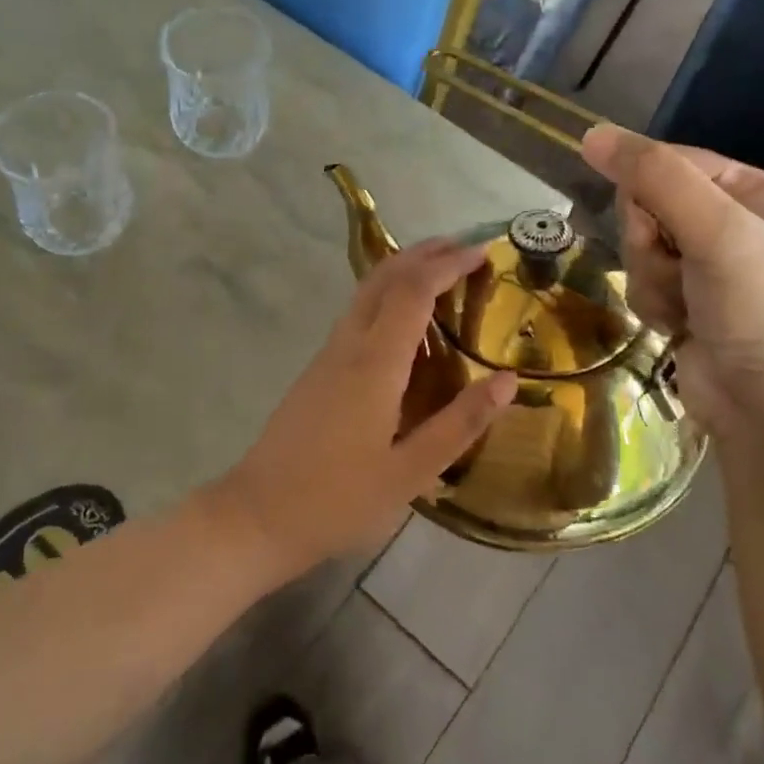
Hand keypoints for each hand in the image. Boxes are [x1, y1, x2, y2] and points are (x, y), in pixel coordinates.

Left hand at [211, 237, 516, 575]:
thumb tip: (506, 381)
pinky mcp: (317, 371)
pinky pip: (357, 315)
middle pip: (383, 278)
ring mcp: (327, 356)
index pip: (412, 292)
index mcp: (374, 364)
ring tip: (441, 273)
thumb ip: (459, 424)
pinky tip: (404, 321)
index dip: (447, 265)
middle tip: (464, 248)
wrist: (257, 515)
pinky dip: (386, 298)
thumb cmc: (338, 499)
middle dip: (423, 254)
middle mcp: (347, 346)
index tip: (481, 252)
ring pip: (365, 293)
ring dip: (402, 271)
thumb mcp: (410, 472)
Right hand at [581, 124, 763, 442]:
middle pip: (643, 206)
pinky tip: (678, 327)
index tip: (659, 228)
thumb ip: (654, 178)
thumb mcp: (714, 231)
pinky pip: (639, 283)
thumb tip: (590, 133)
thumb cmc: (759, 311)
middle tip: (681, 271)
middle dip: (649, 245)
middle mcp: (726, 220)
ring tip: (685, 308)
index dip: (646, 194)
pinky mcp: (684, 300)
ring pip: (635, 248)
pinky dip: (651, 305)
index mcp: (747, 189)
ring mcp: (704, 264)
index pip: (664, 162)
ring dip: (650, 280)